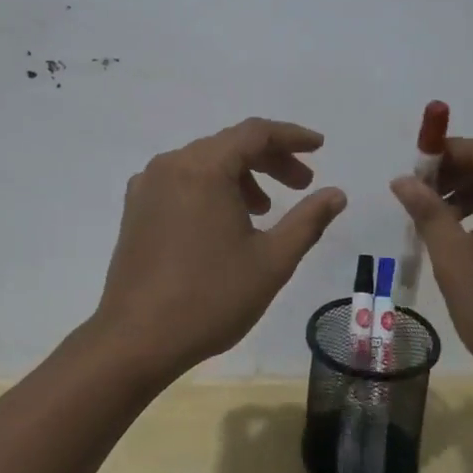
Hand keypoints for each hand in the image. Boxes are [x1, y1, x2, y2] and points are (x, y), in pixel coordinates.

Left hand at [94, 119, 347, 379]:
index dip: (291, 136)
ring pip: (204, 163)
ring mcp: (148, 186)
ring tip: (264, 210)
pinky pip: (181, 181)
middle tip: (301, 185)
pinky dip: (211, 188)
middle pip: (229, 145)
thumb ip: (308, 220)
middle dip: (270, 160)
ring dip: (240, 176)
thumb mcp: (272, 261)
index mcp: (203, 168)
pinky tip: (225, 221)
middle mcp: (171, 165)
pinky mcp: (136, 208)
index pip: (255, 133)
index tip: (319, 147)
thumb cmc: (210, 298)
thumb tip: (337, 194)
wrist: (136, 339)